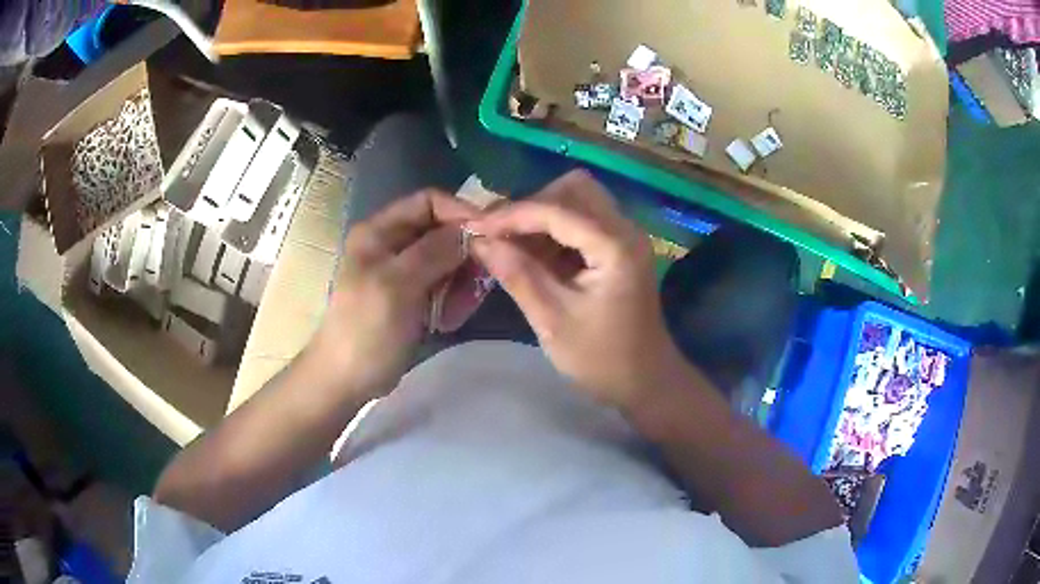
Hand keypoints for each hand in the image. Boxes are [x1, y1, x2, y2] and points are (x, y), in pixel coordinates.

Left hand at [310, 189, 479, 400]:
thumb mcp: (397, 285)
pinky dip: (454, 297)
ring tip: (463, 307)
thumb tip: (472, 228)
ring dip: (462, 280)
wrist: (348, 378)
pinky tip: (451, 319)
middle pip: (442, 230)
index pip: (429, 201)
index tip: (491, 234)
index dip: (461, 212)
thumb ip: (434, 251)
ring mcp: (404, 271)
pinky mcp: (414, 295)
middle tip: (482, 279)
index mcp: (380, 231)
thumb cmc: (366, 329)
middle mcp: (393, 243)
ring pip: (448, 259)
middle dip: (465, 252)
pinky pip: (445, 284)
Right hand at [468, 170, 681, 411]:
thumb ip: (517, 275)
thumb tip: (479, 241)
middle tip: (500, 234)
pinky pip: (582, 221)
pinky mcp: (619, 248)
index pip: (557, 210)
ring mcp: (625, 237)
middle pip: (574, 188)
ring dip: (542, 216)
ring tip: (511, 246)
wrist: (646, 382)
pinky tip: (534, 256)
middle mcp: (625, 230)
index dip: (512, 214)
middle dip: (532, 205)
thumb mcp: (553, 321)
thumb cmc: (603, 360)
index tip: (475, 228)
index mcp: (615, 247)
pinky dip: (554, 230)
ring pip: (578, 200)